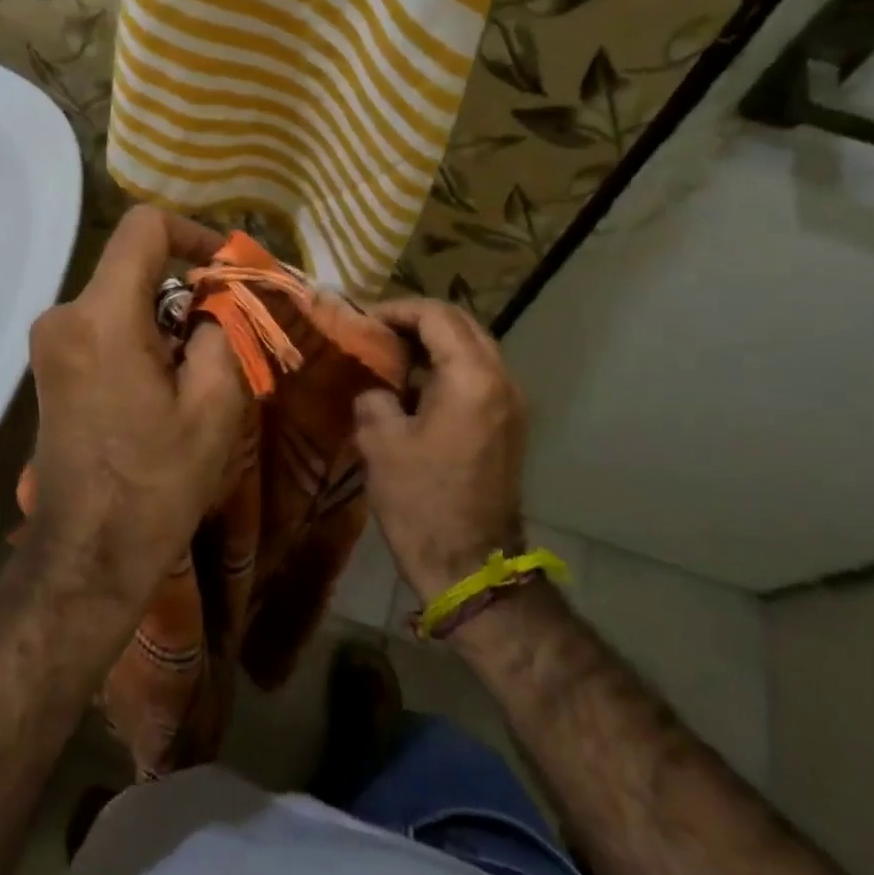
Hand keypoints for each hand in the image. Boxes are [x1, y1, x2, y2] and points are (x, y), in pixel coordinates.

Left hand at [25, 206, 247, 607]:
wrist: (89, 551)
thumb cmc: (157, 481)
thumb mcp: (215, 405)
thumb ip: (223, 331)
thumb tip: (218, 300)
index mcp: (102, 316)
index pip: (144, 228)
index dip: (194, 234)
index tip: (226, 271)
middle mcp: (63, 316)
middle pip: (134, 267)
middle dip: (185, 290)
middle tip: (226, 335)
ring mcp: (49, 343)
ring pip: (120, 298)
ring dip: (164, 319)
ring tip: (199, 372)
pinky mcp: (49, 368)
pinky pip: (102, 327)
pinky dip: (139, 337)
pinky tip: (162, 387)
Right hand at [353, 299, 527, 599]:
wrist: (470, 564)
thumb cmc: (421, 501)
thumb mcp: (381, 442)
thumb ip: (375, 397)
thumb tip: (376, 388)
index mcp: (472, 377)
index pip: (436, 316)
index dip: (396, 310)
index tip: (363, 321)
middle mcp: (501, 380)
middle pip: (462, 325)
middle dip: (418, 321)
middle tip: (377, 332)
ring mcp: (511, 404)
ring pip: (473, 350)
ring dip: (434, 344)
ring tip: (391, 355)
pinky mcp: (509, 426)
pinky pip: (478, 377)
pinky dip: (447, 369)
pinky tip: (414, 388)